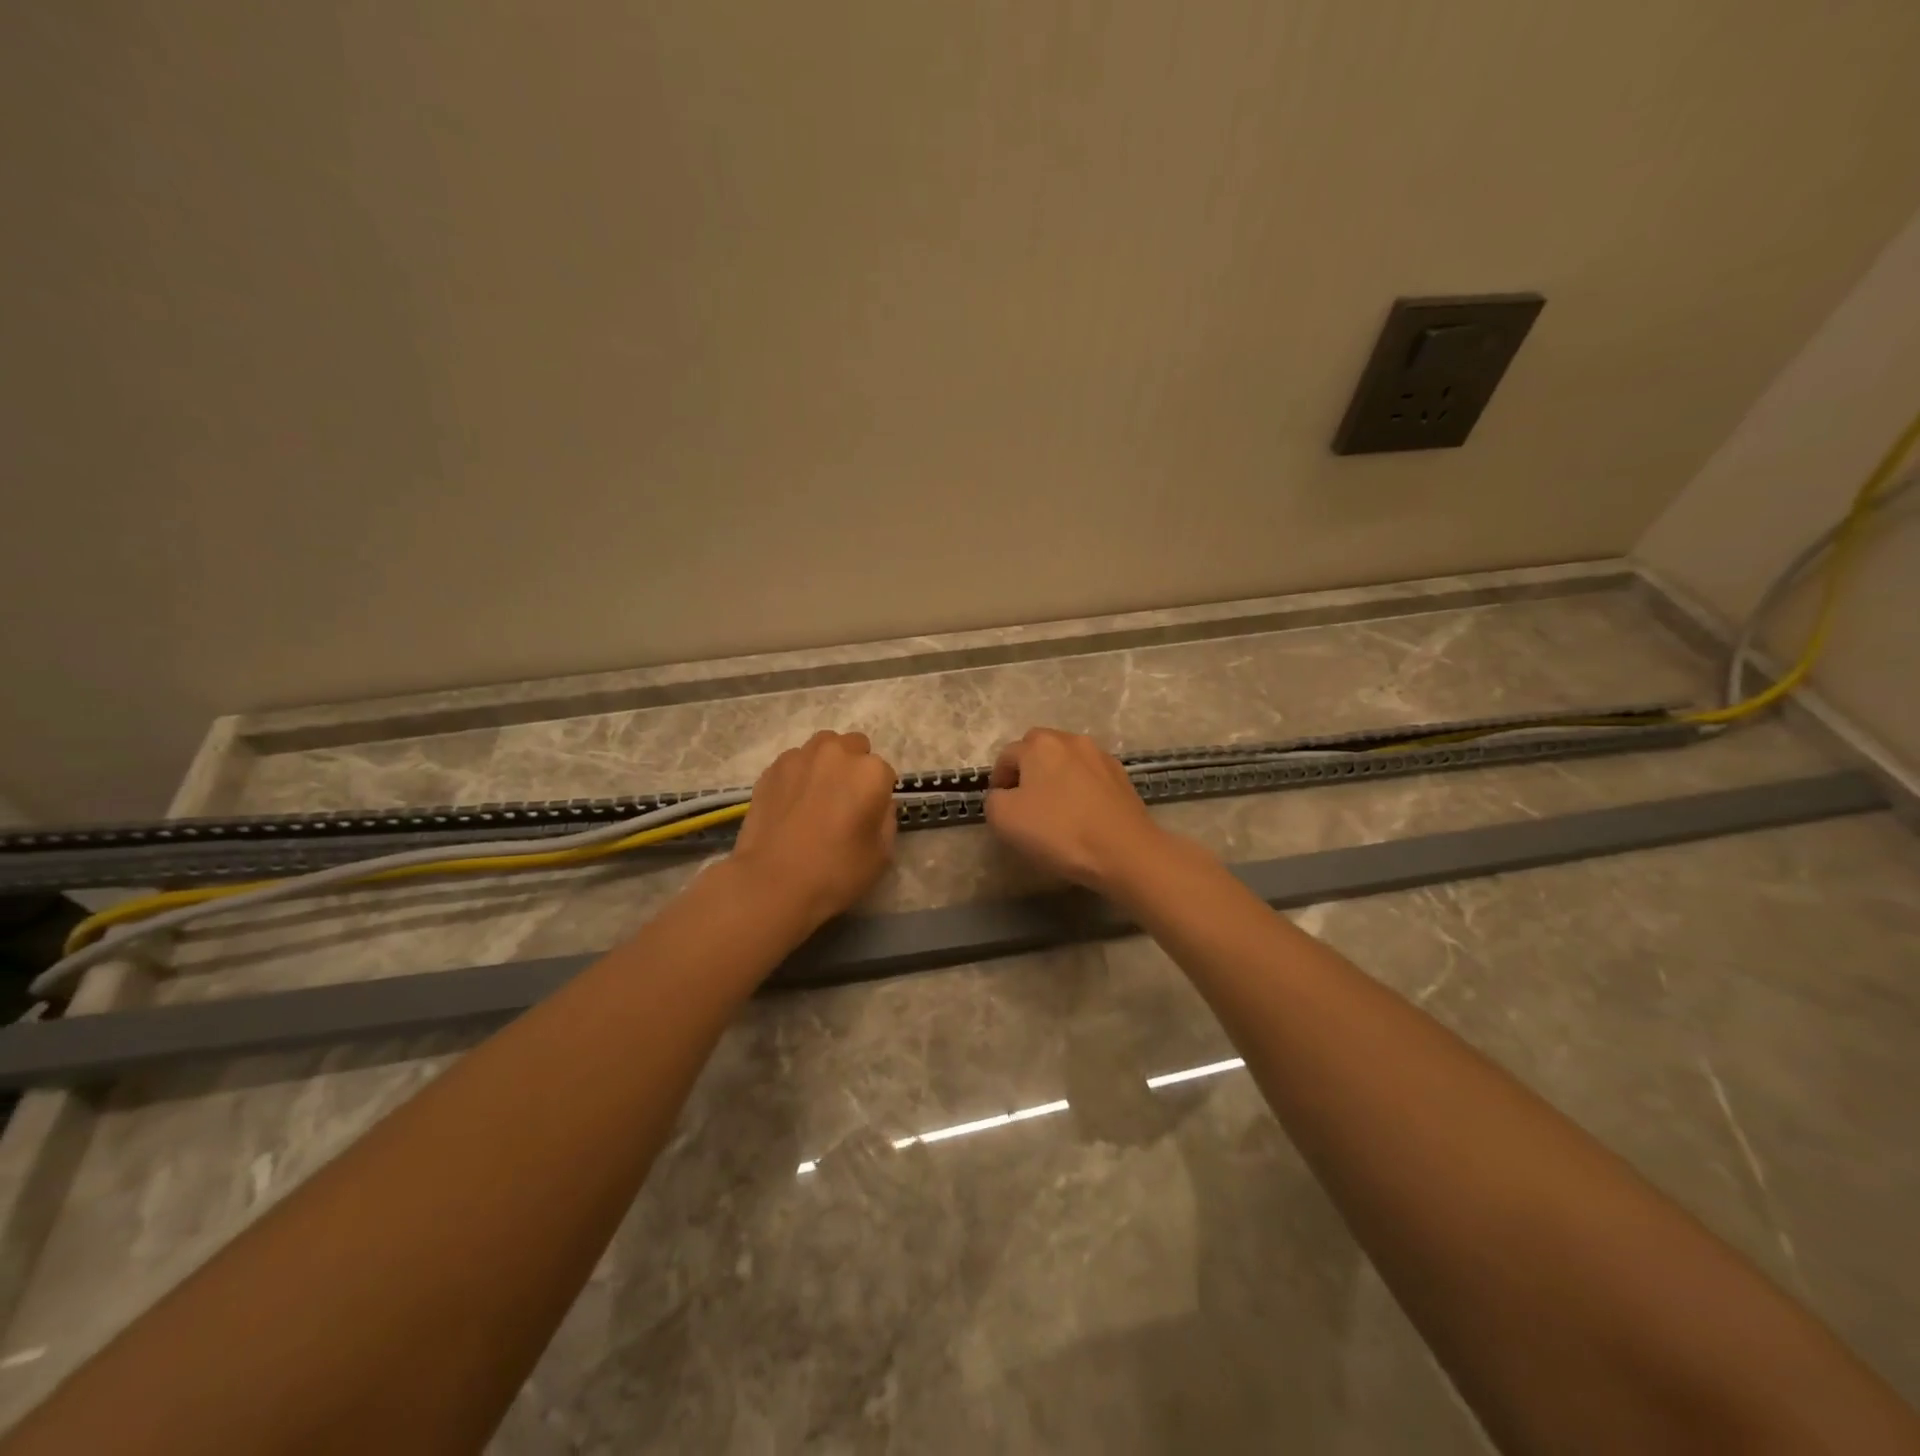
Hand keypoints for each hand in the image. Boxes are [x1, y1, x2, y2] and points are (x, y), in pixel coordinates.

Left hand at [731, 730, 897, 929]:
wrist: (771, 883)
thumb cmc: (835, 872)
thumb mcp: (882, 854)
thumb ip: (886, 819)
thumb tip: (875, 804)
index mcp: (870, 772)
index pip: (885, 773)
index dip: (878, 796)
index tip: (867, 816)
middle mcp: (837, 753)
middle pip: (855, 747)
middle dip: (854, 768)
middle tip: (844, 801)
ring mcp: (800, 757)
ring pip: (823, 747)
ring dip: (826, 764)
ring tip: (816, 796)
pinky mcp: (771, 769)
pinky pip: (794, 762)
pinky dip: (798, 775)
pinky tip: (791, 803)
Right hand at [984, 728, 1166, 895]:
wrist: (1124, 850)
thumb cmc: (1059, 831)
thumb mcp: (1004, 819)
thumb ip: (993, 800)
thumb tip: (1003, 795)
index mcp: (1039, 745)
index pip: (1007, 756)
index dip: (998, 780)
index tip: (1000, 806)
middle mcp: (1070, 741)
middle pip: (1038, 749)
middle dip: (1028, 770)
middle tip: (1024, 802)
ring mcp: (1100, 757)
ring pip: (1067, 761)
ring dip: (1056, 778)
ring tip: (1055, 809)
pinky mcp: (1122, 777)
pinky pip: (1090, 777)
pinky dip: (1080, 789)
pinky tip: (1082, 814)